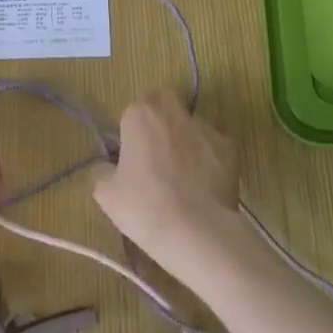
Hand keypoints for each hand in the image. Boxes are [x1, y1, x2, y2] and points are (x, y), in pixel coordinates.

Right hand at [90, 89, 241, 286]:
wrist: (196, 232)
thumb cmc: (144, 208)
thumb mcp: (106, 194)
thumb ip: (102, 171)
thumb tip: (107, 166)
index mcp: (140, 115)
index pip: (133, 109)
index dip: (132, 129)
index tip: (132, 154)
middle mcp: (173, 113)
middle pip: (165, 100)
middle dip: (161, 116)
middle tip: (156, 150)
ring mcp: (205, 128)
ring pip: (192, 122)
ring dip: (186, 137)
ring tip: (184, 172)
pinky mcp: (230, 148)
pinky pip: (215, 144)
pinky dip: (209, 156)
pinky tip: (205, 182)